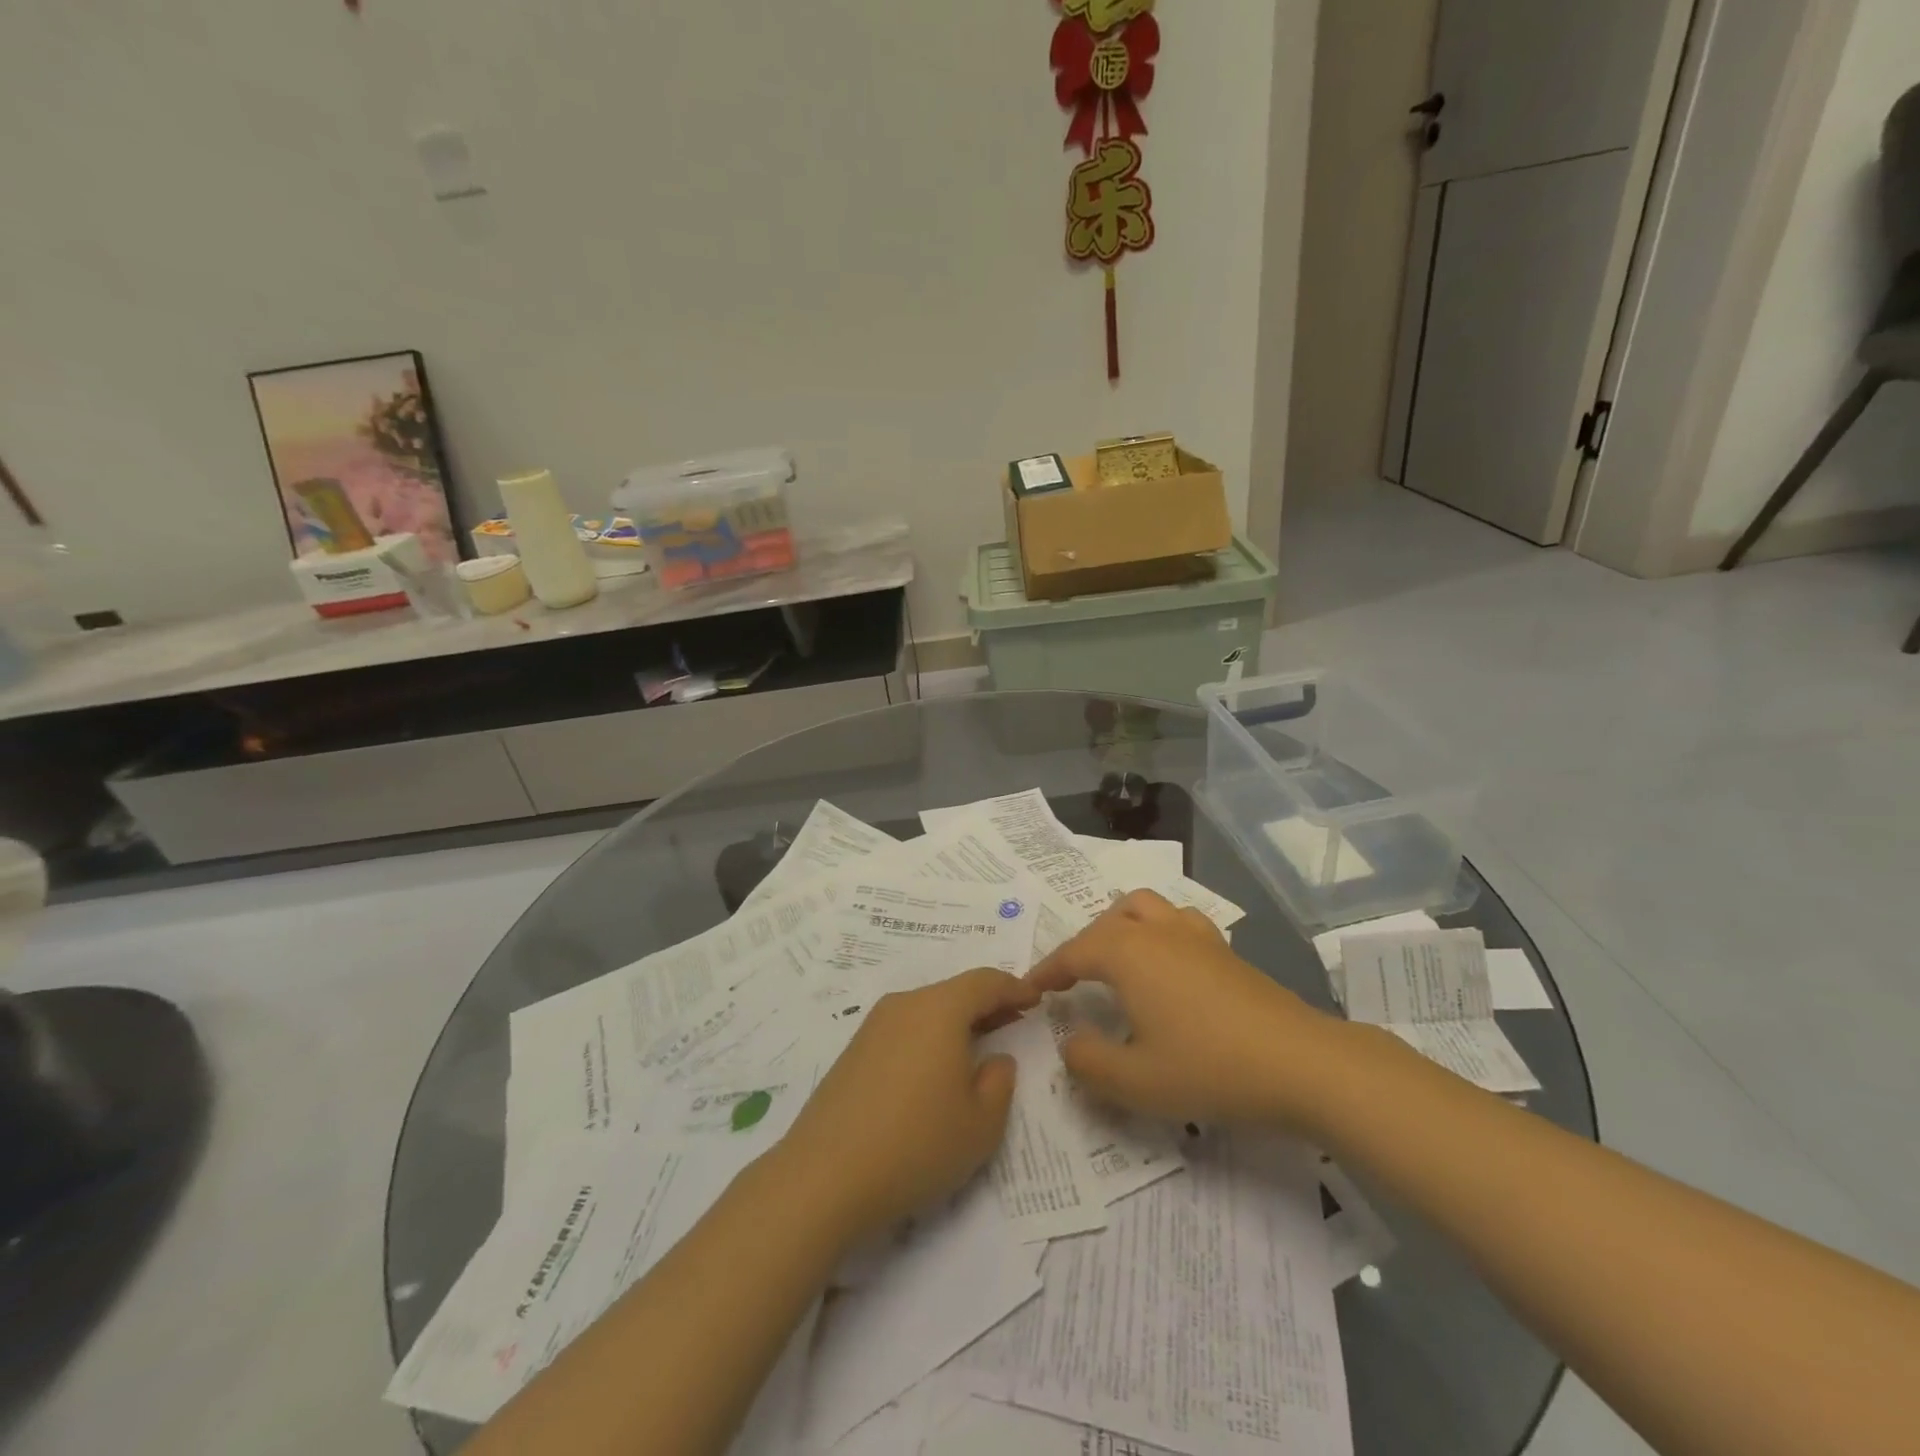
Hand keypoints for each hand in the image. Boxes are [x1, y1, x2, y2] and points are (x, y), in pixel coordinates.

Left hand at [775, 967, 1038, 1242]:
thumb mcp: (981, 1124)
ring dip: (956, 1023)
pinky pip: (904, 1030)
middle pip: (954, 992)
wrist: (823, 1176)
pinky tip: (934, 1071)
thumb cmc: (916, 1144)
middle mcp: (904, 1005)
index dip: (1014, 988)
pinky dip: (929, 1038)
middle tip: (1013, 1022)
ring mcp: (873, 1026)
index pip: (985, 982)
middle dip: (987, 1005)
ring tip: (978, 1048)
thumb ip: (999, 1082)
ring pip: (927, 1010)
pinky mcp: (853, 1051)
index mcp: (939, 1009)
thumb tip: (995, 1059)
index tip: (1035, 999)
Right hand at [1028, 889, 1349, 1128]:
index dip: (1046, 971)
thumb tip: (1070, 1043)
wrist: (1301, 1063)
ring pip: (1146, 907)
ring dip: (1121, 926)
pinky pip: (1178, 922)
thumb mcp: (1136, 1081)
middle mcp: (1158, 932)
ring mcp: (1197, 936)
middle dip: (1083, 945)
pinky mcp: (1226, 951)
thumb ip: (1088, 1062)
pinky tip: (1167, 969)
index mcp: (1128, 953)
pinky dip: (1157, 933)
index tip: (1027, 991)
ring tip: (1117, 961)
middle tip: (1073, 982)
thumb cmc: (1210, 1068)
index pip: (1073, 952)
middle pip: (1108, 920)